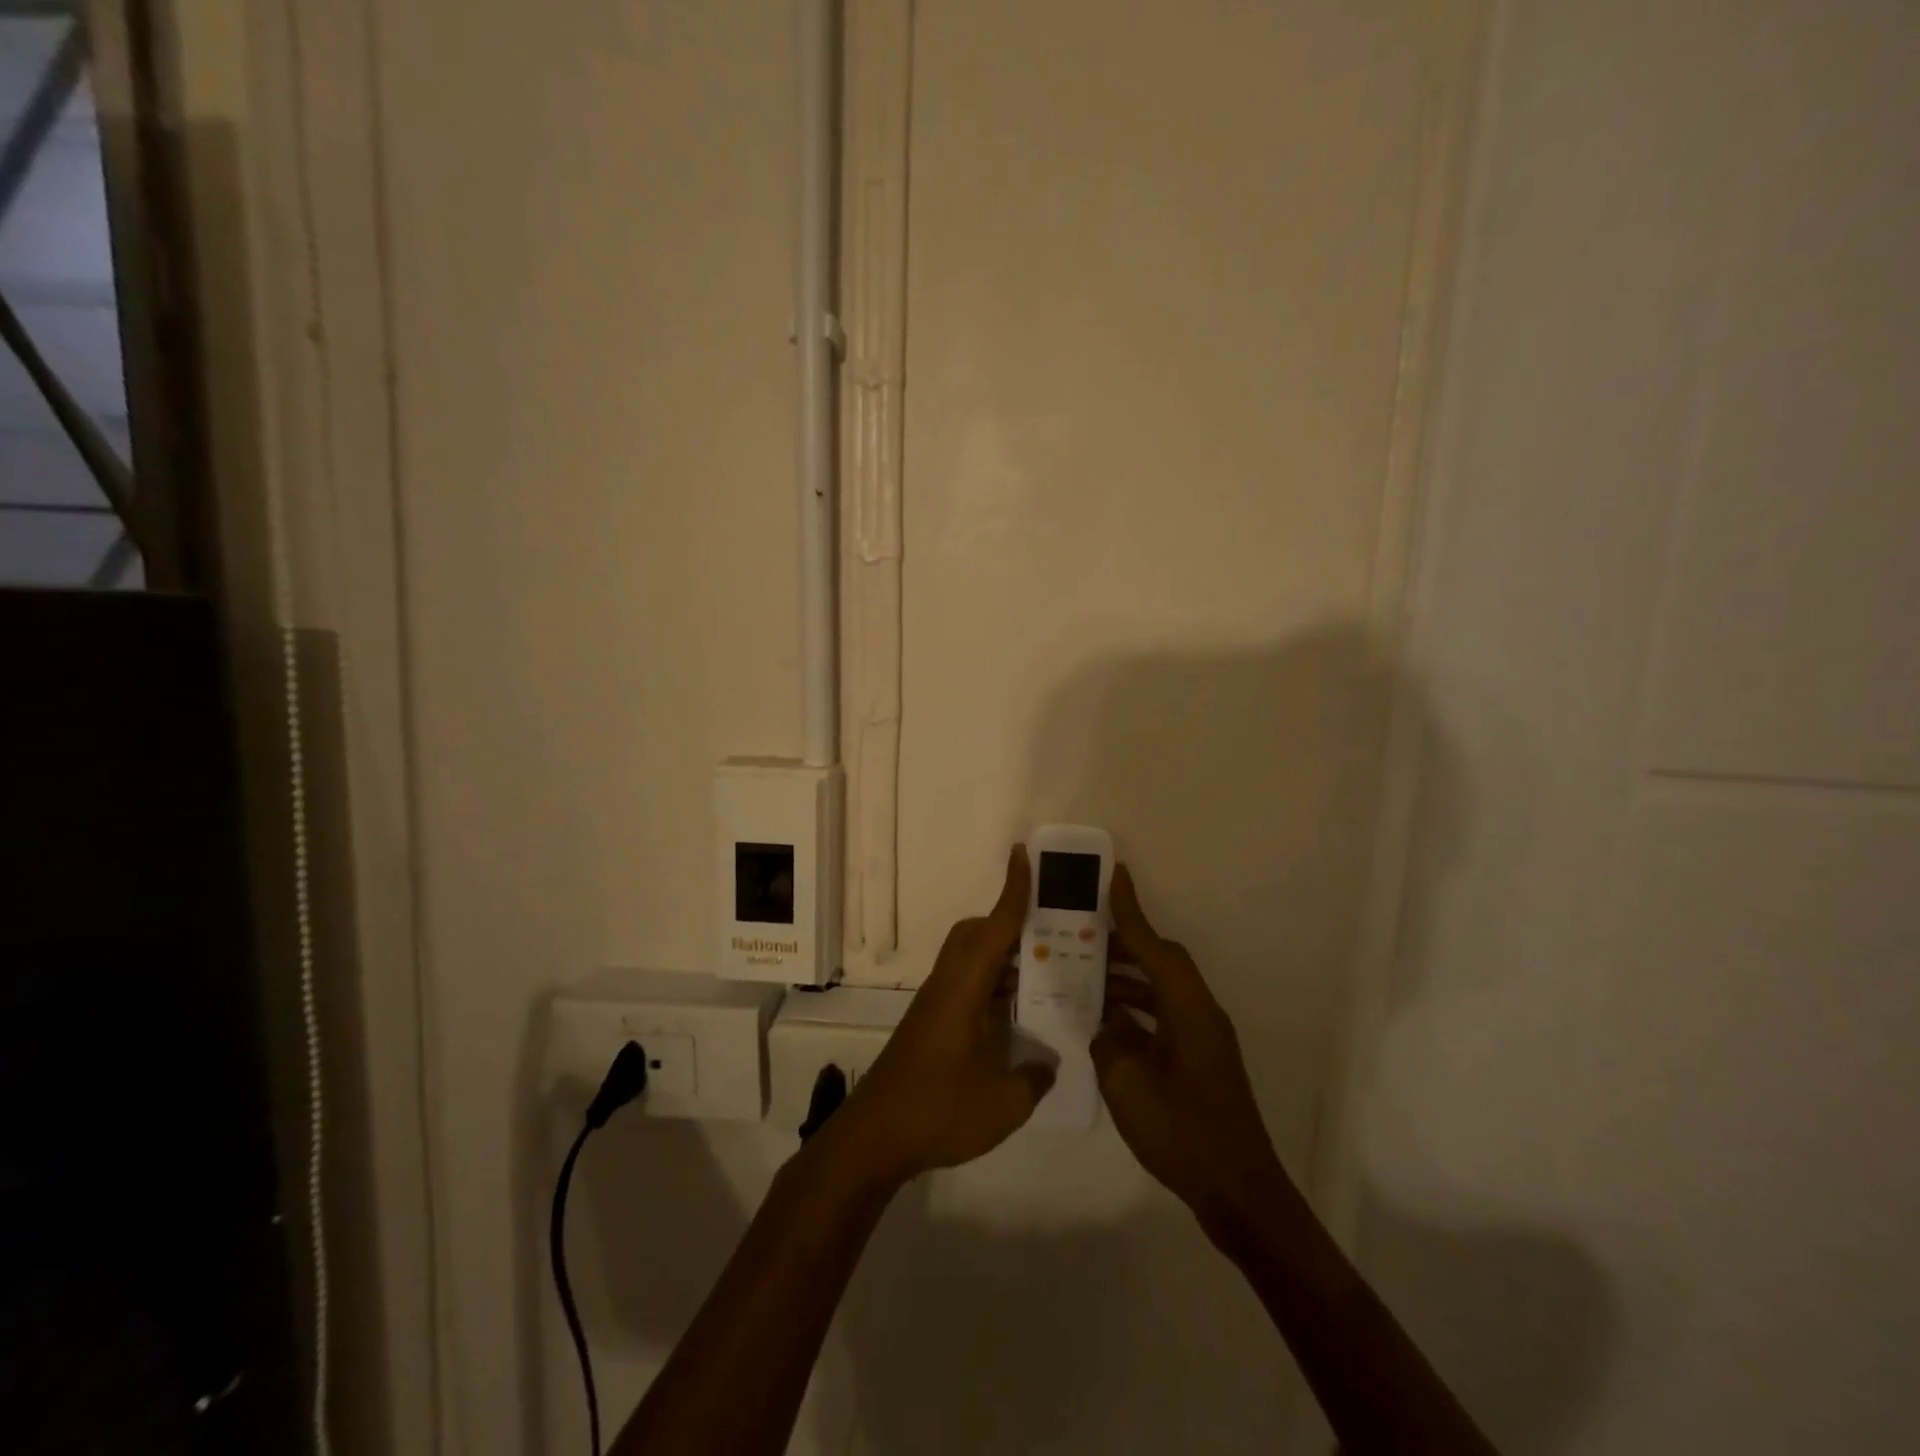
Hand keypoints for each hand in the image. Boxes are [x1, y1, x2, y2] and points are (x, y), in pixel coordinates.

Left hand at [831, 846, 1055, 1187]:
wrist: (873, 1138)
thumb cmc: (938, 1111)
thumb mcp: (1003, 1103)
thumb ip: (1034, 1079)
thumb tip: (1048, 1063)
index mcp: (964, 989)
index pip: (995, 928)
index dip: (1014, 892)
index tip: (1023, 855)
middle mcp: (948, 986)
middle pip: (977, 936)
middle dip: (1010, 924)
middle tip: (1051, 935)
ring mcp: (936, 1006)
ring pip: (971, 961)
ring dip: (1004, 959)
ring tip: (1045, 974)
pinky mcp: (931, 1025)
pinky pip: (968, 987)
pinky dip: (993, 987)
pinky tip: (1016, 1017)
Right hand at [1091, 866, 1293, 1233]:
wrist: (1238, 1192)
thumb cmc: (1183, 1131)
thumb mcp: (1128, 1083)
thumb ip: (1108, 1041)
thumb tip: (1101, 1023)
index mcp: (1189, 1009)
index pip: (1155, 947)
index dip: (1131, 912)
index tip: (1114, 875)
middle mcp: (1200, 1013)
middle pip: (1161, 963)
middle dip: (1123, 945)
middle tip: (1081, 934)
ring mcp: (1202, 1038)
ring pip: (1160, 990)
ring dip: (1127, 980)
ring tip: (1084, 976)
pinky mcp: (1199, 1060)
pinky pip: (1162, 1017)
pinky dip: (1135, 1011)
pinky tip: (1105, 1022)